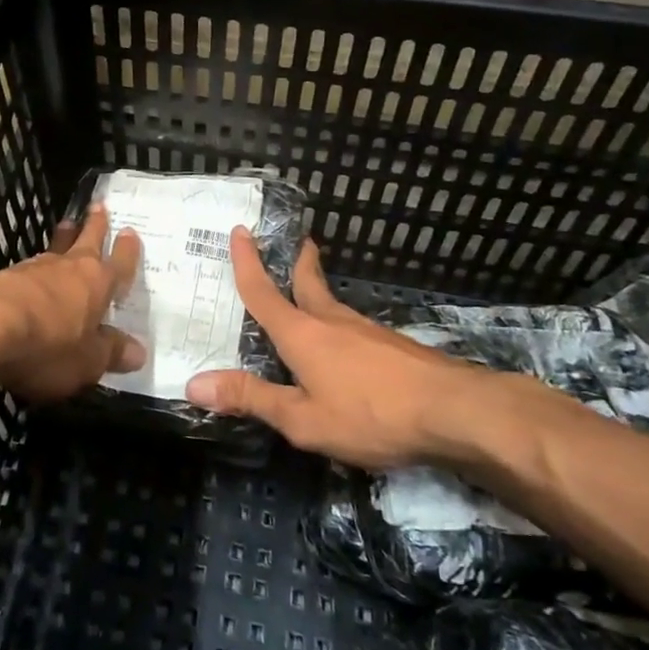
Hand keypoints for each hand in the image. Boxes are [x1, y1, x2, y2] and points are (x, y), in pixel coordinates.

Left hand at [0, 205, 144, 403]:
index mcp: (97, 284)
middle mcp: (69, 268)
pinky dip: (35, 268)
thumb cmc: (48, 346)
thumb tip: (139, 352)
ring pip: (55, 249)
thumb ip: (111, 353)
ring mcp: (34, 269)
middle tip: (98, 205)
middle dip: (95, 224)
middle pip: (86, 240)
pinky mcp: (3, 278)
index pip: (120, 263)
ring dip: (63, 239)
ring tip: (66, 226)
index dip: (127, 250)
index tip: (130, 232)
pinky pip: (28, 268)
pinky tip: (31, 272)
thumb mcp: (88, 361)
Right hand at [185, 229, 540, 469]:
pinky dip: (339, 326)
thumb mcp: (302, 419)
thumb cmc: (370, 414)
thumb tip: (193, 382)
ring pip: (333, 305)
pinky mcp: (394, 347)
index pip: (264, 293)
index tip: (240, 230)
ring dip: (318, 293)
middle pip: (307, 284)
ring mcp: (367, 332)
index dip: (247, 263)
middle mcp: (332, 322)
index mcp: (302, 334)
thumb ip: (251, 399)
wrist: (455, 412)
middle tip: (295, 243)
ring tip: (310, 298)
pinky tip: (348, 348)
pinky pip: (354, 329)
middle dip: (297, 263)